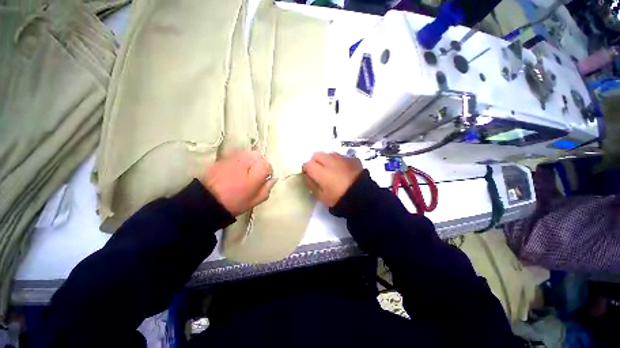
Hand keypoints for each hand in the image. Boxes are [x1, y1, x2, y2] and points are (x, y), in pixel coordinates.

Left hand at [199, 150, 275, 215]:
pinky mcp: (224, 157)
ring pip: (248, 153)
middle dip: (259, 164)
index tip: (263, 180)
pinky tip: (235, 170)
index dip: (267, 173)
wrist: (206, 200)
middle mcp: (246, 161)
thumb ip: (267, 188)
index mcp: (255, 173)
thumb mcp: (254, 201)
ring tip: (245, 172)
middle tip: (254, 175)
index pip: (268, 165)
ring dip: (250, 161)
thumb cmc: (233, 203)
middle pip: (259, 156)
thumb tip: (273, 179)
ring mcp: (234, 157)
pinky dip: (240, 160)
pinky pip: (238, 155)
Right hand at [302, 152, 362, 206]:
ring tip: (332, 170)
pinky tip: (343, 170)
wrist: (363, 198)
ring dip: (327, 160)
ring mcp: (342, 158)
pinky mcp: (353, 159)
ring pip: (329, 154)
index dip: (306, 170)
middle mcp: (330, 161)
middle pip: (317, 155)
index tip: (309, 176)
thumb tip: (307, 176)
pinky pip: (341, 157)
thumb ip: (311, 184)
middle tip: (319, 172)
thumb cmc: (339, 199)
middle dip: (315, 161)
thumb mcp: (321, 196)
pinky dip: (339, 161)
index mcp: (321, 172)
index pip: (307, 164)